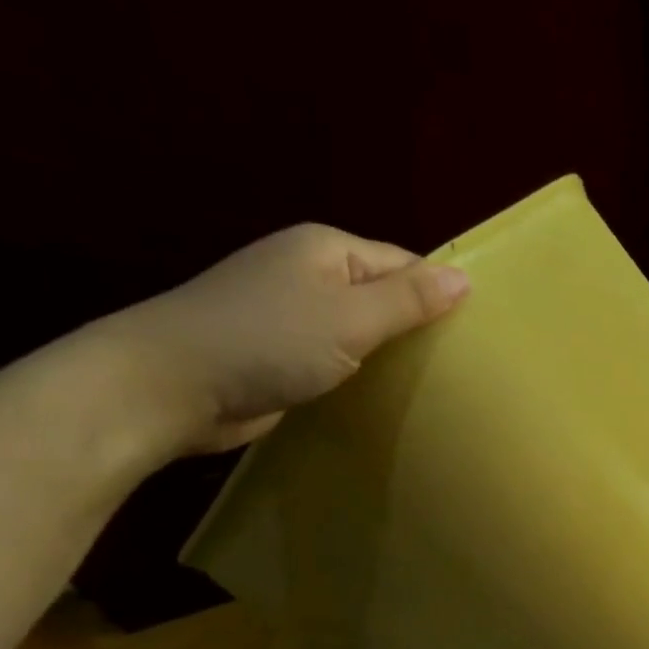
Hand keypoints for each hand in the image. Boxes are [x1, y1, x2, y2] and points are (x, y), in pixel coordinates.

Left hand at [82, 223, 469, 456]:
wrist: (173, 385)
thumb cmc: (268, 341)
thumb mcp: (349, 318)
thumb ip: (408, 300)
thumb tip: (465, 278)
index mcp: (328, 249)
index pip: (403, 264)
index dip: (439, 295)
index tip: (475, 336)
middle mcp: (310, 273)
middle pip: (382, 295)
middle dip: (417, 328)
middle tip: (461, 369)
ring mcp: (291, 314)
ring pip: (360, 330)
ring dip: (389, 356)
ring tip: (434, 387)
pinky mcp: (281, 354)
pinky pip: (337, 358)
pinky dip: (360, 375)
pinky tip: (384, 398)